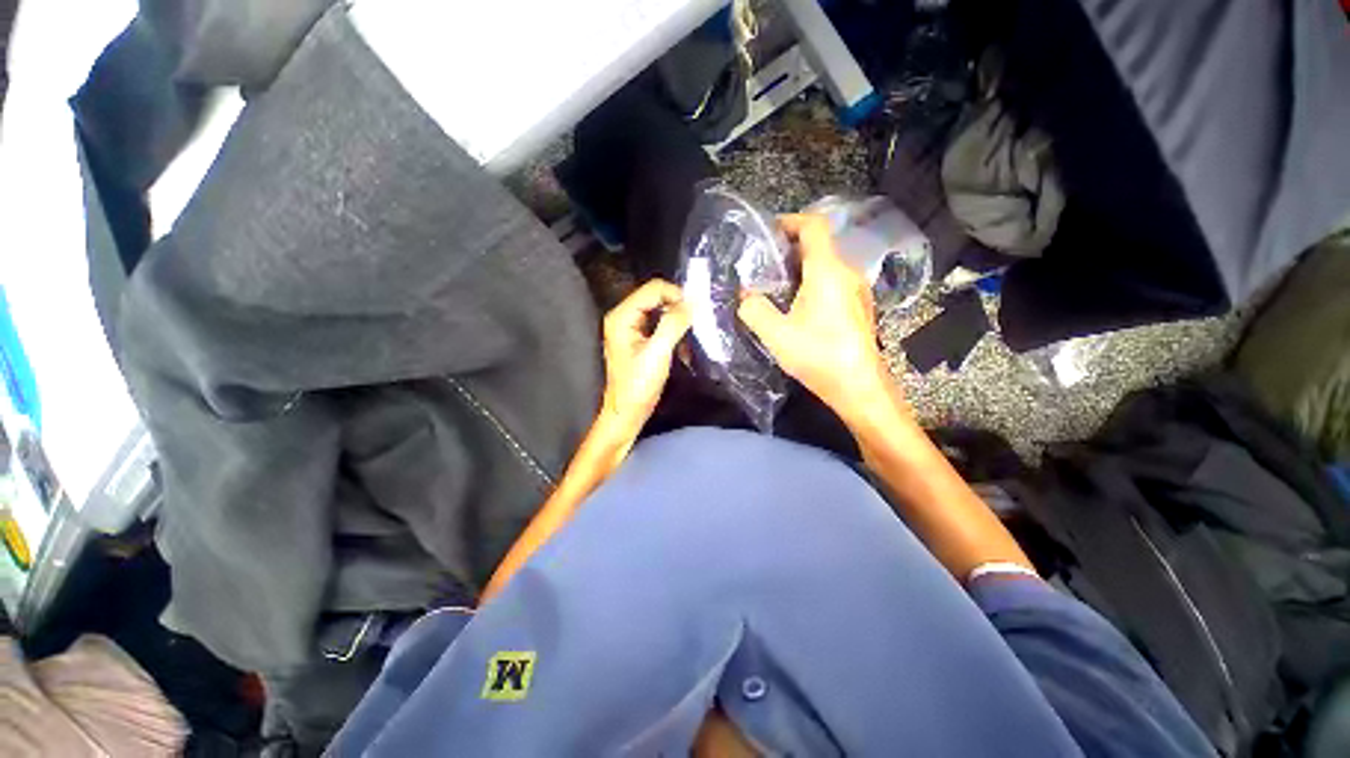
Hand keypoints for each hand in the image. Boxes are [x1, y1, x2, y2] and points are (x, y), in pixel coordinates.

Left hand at [599, 279, 691, 438]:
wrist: (627, 412)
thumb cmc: (638, 386)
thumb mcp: (658, 354)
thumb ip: (674, 324)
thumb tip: (693, 302)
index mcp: (622, 316)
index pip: (653, 289)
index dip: (676, 295)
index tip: (696, 311)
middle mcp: (624, 316)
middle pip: (656, 297)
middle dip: (678, 308)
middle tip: (696, 323)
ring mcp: (631, 327)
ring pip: (660, 310)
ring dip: (677, 321)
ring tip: (691, 336)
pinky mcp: (638, 338)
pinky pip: (659, 324)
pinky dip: (673, 331)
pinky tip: (682, 346)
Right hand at [737, 214, 898, 423]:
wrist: (860, 387)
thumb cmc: (819, 356)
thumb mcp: (776, 334)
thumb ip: (753, 309)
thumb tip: (744, 295)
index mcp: (828, 271)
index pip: (813, 226)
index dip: (789, 221)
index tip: (767, 233)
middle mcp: (848, 272)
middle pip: (819, 245)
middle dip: (788, 249)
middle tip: (762, 265)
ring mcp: (857, 290)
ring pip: (826, 265)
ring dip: (799, 269)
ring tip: (774, 286)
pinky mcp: (858, 307)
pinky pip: (833, 282)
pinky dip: (812, 283)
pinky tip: (796, 307)